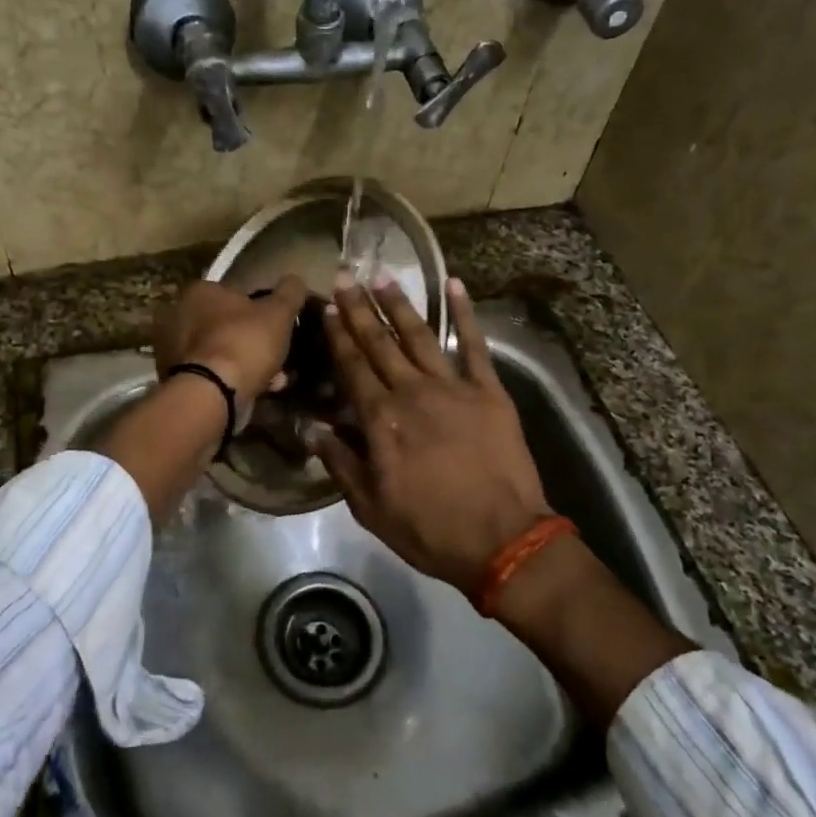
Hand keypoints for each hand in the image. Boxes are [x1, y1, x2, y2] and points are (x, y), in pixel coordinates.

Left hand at [153, 277, 309, 407]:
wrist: (212, 393)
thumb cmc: (244, 342)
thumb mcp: (278, 312)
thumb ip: (290, 292)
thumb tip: (295, 280)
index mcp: (200, 291)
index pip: (234, 294)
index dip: (259, 311)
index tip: (276, 329)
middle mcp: (179, 314)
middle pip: (226, 325)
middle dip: (252, 340)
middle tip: (276, 356)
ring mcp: (172, 347)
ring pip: (220, 351)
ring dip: (245, 363)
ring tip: (272, 380)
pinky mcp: (173, 376)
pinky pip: (210, 373)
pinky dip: (230, 379)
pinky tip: (253, 391)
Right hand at [308, 276, 552, 594]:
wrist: (502, 540)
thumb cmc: (430, 529)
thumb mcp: (370, 507)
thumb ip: (340, 463)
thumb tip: (312, 429)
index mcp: (381, 420)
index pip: (352, 367)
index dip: (337, 335)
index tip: (326, 306)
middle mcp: (412, 393)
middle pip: (379, 343)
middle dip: (359, 309)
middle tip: (345, 276)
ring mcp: (453, 388)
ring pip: (420, 336)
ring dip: (399, 305)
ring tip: (383, 277)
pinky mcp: (489, 392)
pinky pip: (475, 345)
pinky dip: (465, 314)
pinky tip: (456, 285)